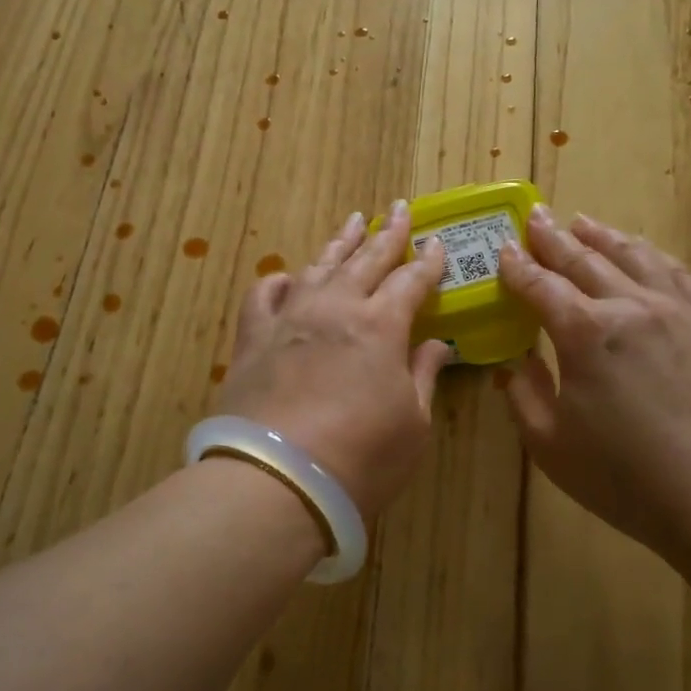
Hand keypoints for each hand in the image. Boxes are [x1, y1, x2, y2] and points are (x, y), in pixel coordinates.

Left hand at [216, 202, 451, 516]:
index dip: (428, 262)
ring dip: (340, 243)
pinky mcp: (252, 340)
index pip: (411, 282)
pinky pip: (262, 296)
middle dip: (389, 233)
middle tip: (401, 209)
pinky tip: (286, 275)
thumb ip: (423, 376)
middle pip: (367, 261)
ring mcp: (289, 320)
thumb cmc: (361, 458)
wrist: (277, 481)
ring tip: (354, 221)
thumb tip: (437, 344)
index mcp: (380, 326)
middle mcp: (334, 309)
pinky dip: (277, 281)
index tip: (438, 243)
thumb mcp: (413, 424)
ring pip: (318, 267)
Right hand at [497, 207, 690, 558]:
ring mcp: (674, 310)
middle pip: (584, 260)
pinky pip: (677, 273)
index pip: (541, 286)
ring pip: (633, 256)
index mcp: (584, 333)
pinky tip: (644, 251)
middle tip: (536, 216)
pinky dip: (653, 255)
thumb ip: (523, 394)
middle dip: (554, 238)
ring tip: (583, 221)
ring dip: (602, 236)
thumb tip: (513, 361)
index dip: (518, 267)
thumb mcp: (549, 444)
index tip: (503, 248)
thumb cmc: (622, 476)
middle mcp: (628, 307)